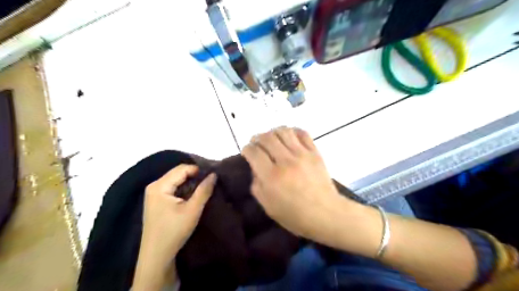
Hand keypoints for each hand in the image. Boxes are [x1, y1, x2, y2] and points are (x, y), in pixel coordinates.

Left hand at [141, 165, 215, 262]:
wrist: (157, 256)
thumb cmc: (174, 232)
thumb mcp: (192, 210)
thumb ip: (204, 190)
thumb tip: (214, 174)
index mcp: (159, 186)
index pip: (182, 169)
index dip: (198, 170)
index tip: (212, 176)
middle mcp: (154, 186)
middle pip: (178, 173)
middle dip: (194, 176)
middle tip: (210, 182)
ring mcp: (154, 193)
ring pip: (176, 180)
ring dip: (190, 183)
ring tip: (204, 188)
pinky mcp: (156, 201)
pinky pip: (173, 188)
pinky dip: (184, 189)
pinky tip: (193, 196)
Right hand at [241, 127, 359, 242]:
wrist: (326, 214)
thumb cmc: (295, 215)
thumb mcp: (268, 206)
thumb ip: (257, 185)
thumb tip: (256, 168)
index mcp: (272, 176)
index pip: (254, 152)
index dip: (247, 149)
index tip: (247, 152)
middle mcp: (286, 161)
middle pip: (267, 137)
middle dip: (257, 138)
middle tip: (257, 144)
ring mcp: (302, 155)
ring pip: (284, 131)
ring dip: (273, 132)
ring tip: (272, 140)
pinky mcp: (315, 152)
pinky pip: (302, 133)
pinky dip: (293, 131)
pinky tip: (289, 139)